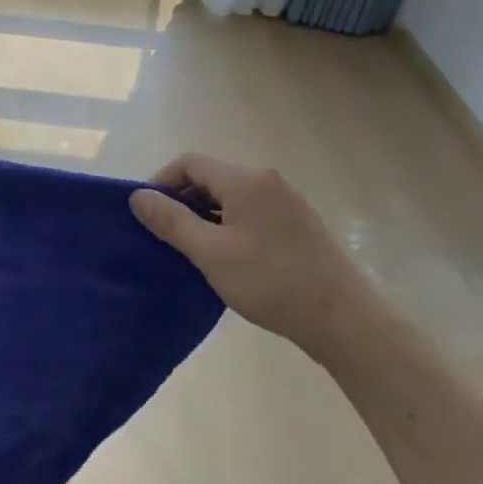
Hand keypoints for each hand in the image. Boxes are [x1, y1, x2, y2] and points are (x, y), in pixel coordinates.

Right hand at [130, 154, 381, 356]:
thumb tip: (137, 196)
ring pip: (231, 196)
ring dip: (205, 214)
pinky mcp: (299, 224)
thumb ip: (171, 221)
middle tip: (166, 234)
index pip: (190, 162)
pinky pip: (251, 211)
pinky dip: (229, 224)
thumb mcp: (210, 253)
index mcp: (246, 181)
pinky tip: (227, 256)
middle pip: (211, 176)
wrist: (345, 321)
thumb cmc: (271, 282)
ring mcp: (287, 202)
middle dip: (182, 199)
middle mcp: (268, 181)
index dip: (162, 181)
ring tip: (192, 248)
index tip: (148, 213)